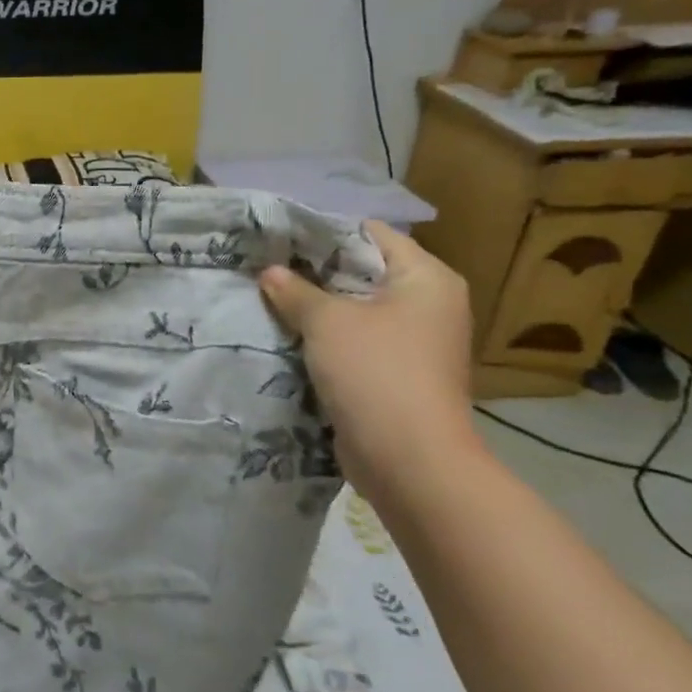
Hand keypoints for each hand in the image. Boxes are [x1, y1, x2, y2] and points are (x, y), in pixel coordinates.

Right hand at [260, 221, 480, 490]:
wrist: (409, 461)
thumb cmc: (376, 372)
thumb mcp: (327, 321)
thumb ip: (295, 290)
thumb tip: (269, 272)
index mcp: (426, 278)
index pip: (371, 234)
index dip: (324, 231)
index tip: (278, 234)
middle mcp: (427, 304)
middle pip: (362, 271)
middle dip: (313, 270)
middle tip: (264, 264)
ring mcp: (413, 342)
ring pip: (354, 310)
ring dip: (315, 307)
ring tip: (266, 295)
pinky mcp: (395, 373)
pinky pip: (354, 342)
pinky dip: (324, 338)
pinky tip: (284, 333)